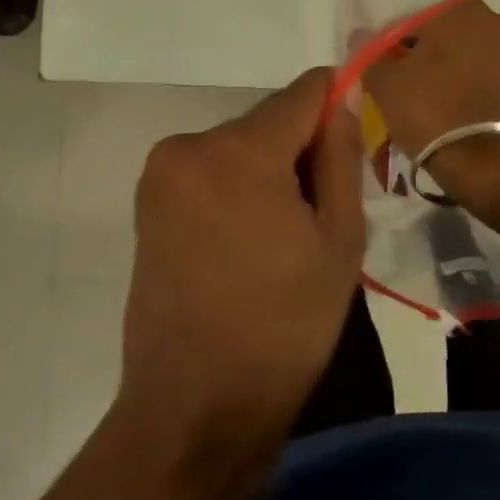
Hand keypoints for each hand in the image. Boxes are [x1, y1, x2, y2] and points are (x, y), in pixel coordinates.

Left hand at [119, 68, 365, 472]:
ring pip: (239, 144)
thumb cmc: (283, 326)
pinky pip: (210, 169)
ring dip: (267, 169)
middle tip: (320, 211)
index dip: (336, 105)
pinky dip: (235, 185)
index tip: (352, 144)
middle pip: (269, 120)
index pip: (304, 91)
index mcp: (242, 151)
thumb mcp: (339, 241)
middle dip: (300, 148)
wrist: (195, 407)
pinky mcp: (147, 201)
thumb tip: (342, 101)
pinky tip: (246, 241)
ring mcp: (161, 172)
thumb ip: (342, 157)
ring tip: (281, 236)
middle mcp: (191, 145)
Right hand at [361, 0, 499, 209]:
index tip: (376, 72)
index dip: (387, 47)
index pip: (408, 22)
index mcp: (461, 9)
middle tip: (393, 86)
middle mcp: (492, 20)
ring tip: (414, 100)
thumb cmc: (430, 110)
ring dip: (435, 71)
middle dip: (414, 56)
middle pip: (436, 36)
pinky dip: (455, 84)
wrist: (484, 162)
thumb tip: (361, 37)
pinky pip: (473, 74)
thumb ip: (370, 54)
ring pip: (456, 55)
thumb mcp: (384, 81)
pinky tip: (438, 106)